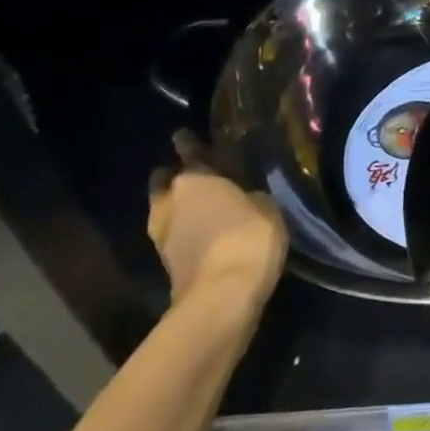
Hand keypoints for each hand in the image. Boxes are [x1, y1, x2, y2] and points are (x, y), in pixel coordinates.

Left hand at [147, 130, 286, 315]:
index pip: (189, 153)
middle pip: (166, 183)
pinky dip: (186, 230)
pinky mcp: (168, 264)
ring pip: (166, 210)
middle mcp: (170, 203)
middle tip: (194, 173)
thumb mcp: (266, 205)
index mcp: (194, 180)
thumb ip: (251, 195)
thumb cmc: (248, 236)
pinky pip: (176, 235)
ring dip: (178, 207)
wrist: (223, 295)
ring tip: (201, 204)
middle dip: (175, 177)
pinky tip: (205, 230)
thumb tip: (245, 196)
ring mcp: (163, 236)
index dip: (189, 143)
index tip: (184, 134)